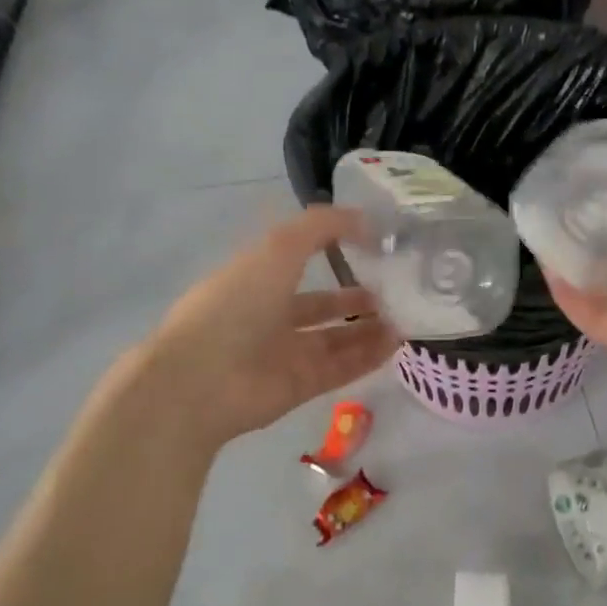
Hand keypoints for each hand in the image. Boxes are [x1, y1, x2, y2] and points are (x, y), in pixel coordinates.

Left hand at [126, 207, 398, 451]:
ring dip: (370, 329)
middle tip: (396, 291)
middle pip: (322, 306)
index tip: (375, 245)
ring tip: (406, 318)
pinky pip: (342, 368)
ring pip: (337, 339)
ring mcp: (285, 354)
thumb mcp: (277, 249)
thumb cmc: (235, 306)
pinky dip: (368, 357)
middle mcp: (270, 315)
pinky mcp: (300, 386)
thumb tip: (364, 219)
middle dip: (357, 298)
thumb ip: (320, 227)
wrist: (201, 381)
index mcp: (257, 278)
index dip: (335, 249)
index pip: (301, 259)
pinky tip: (397, 344)